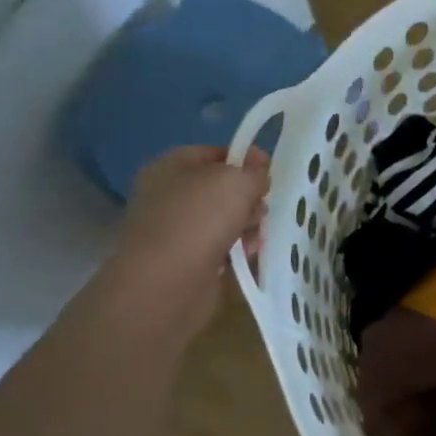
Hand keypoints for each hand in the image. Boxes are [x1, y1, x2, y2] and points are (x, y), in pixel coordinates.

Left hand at [106, 145, 268, 332]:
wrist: (167, 282)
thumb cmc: (199, 218)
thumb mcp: (236, 181)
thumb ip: (254, 171)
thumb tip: (259, 168)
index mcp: (170, 167)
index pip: (213, 154)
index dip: (244, 159)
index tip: (268, 171)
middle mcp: (169, 196)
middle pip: (222, 189)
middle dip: (248, 197)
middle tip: (260, 208)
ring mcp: (177, 230)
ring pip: (225, 219)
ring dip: (248, 225)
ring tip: (255, 236)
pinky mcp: (187, 261)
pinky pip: (222, 247)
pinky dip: (237, 249)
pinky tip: (248, 254)